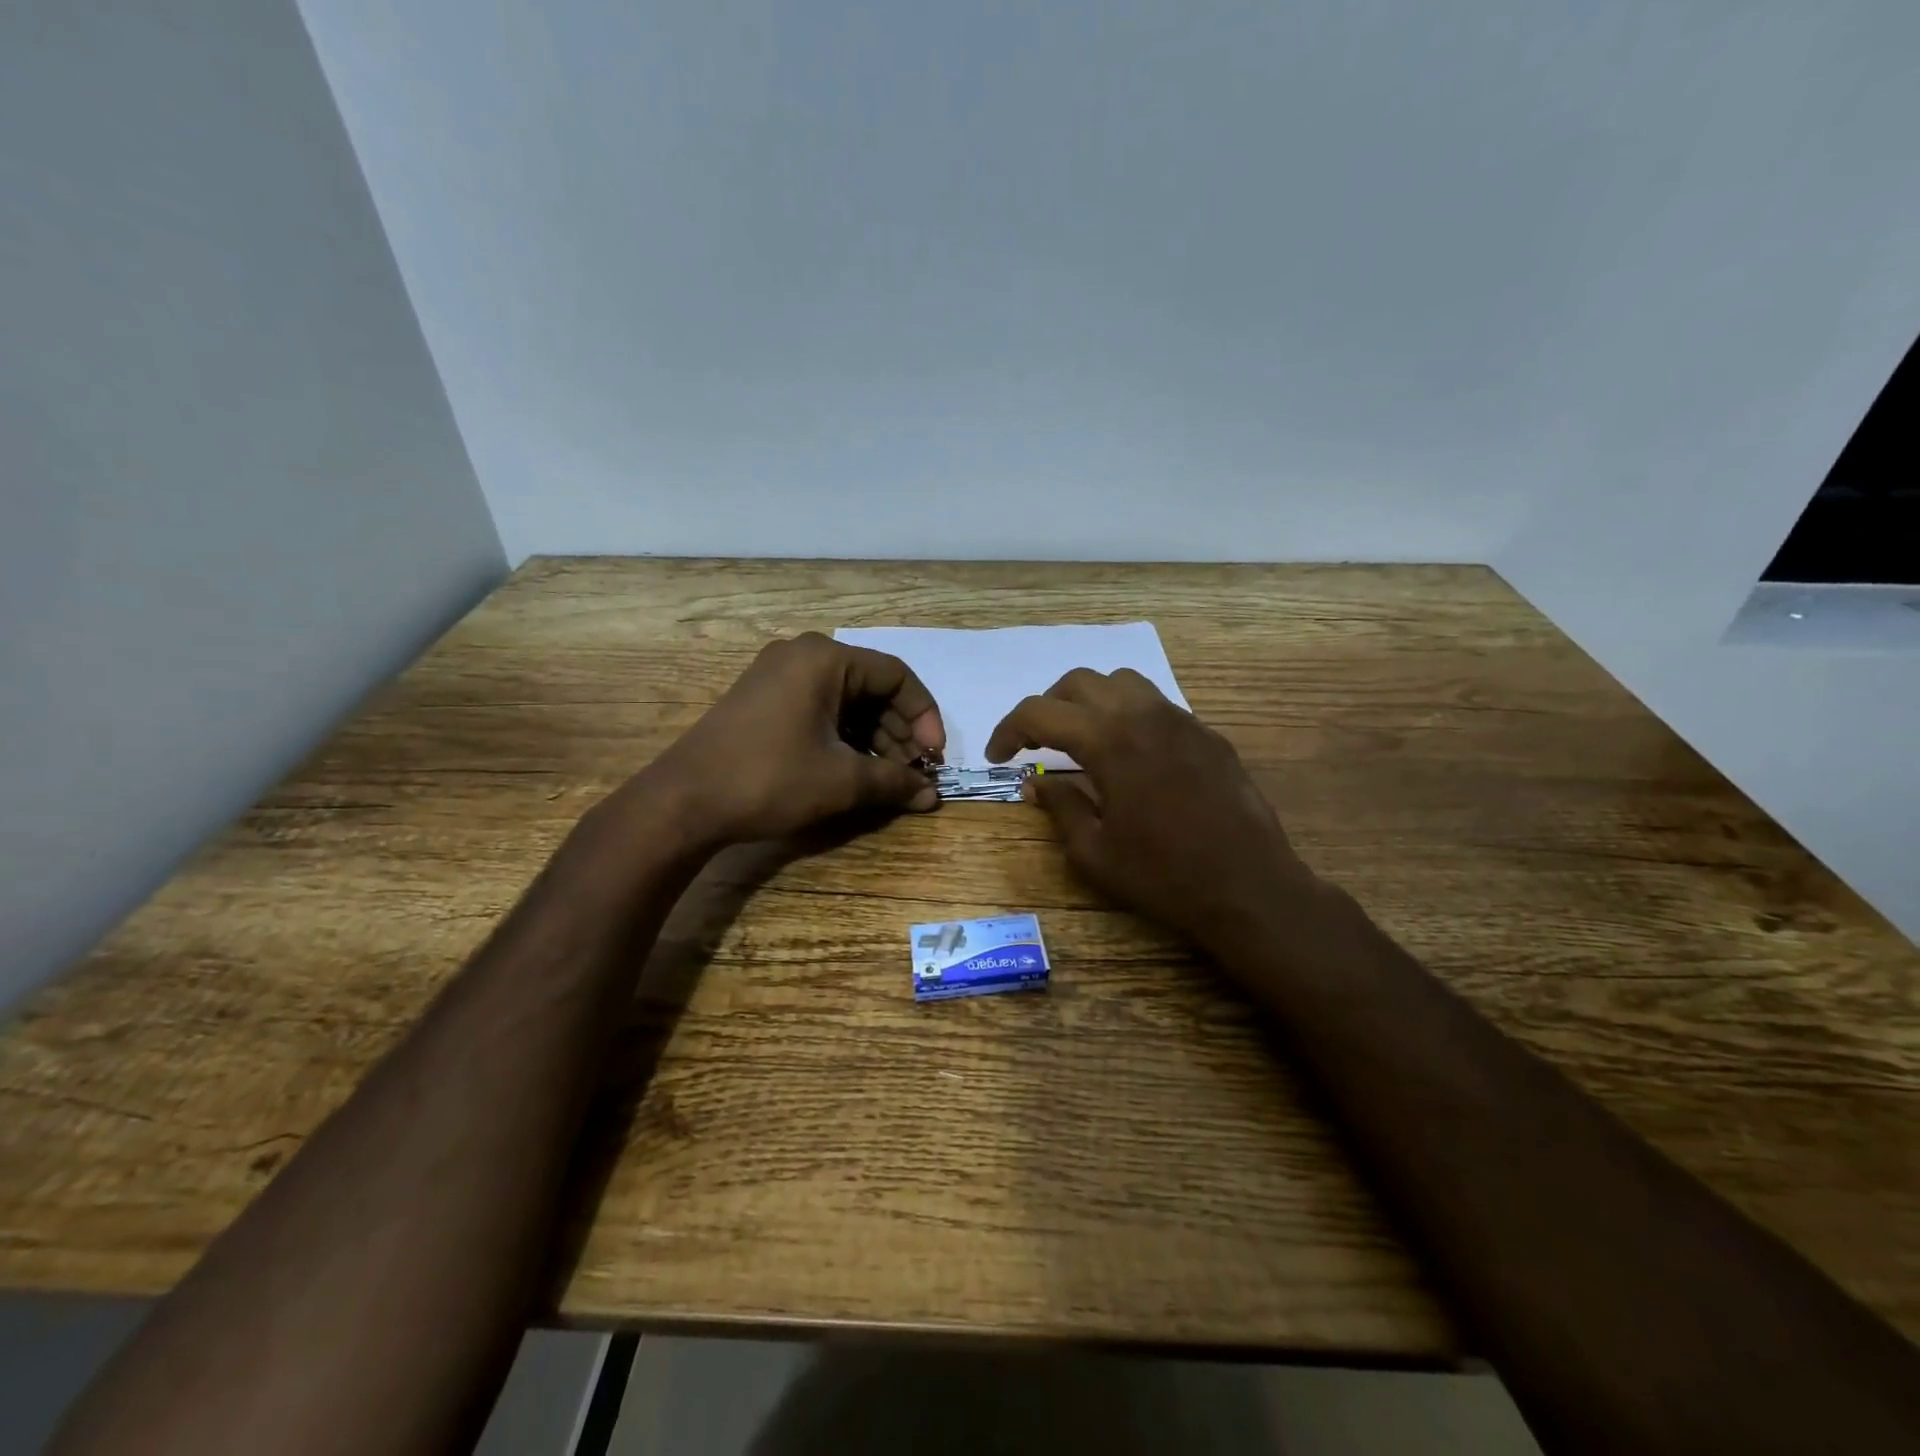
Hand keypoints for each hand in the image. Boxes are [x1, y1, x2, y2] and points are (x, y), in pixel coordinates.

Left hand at [640, 633, 945, 844]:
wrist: (683, 802)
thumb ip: (894, 782)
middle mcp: (802, 656)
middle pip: (872, 688)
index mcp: (825, 659)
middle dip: (898, 732)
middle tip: (913, 773)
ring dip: (874, 738)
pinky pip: (820, 709)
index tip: (934, 758)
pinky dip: (845, 737)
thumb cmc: (769, 780)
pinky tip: (856, 770)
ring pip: (847, 701)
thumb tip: (932, 796)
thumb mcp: (841, 781)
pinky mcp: (763, 700)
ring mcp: (778, 676)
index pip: (897, 677)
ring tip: (888, 778)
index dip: (924, 717)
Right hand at [986, 669, 1319, 954]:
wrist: (1249, 888)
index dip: (1008, 730)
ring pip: (1122, 683)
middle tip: (1034, 744)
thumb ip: (1059, 806)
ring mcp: (1182, 720)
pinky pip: (1157, 705)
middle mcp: (1144, 715)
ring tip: (1081, 738)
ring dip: (1090, 702)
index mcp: (1109, 741)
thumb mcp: (1094, 852)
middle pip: (1080, 683)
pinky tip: (1130, 755)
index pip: (1040, 712)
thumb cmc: (1163, 876)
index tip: (998, 756)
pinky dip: (1128, 715)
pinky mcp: (1208, 735)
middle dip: (1047, 707)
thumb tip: (1035, 782)